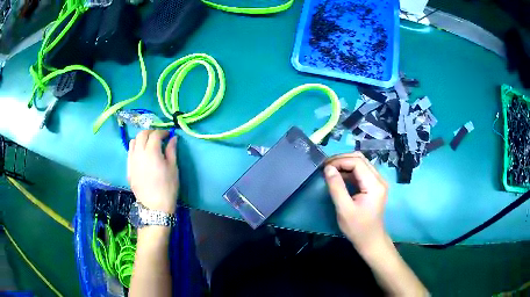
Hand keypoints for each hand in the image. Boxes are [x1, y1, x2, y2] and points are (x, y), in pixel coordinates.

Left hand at [127, 130, 178, 213]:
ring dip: (141, 139)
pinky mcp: (128, 168)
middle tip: (159, 137)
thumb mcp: (173, 168)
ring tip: (148, 144)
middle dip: (151, 132)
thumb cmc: (168, 187)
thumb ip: (172, 150)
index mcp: (152, 152)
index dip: (162, 132)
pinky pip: (129, 152)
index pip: (155, 134)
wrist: (155, 206)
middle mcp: (139, 153)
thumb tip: (173, 138)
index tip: (168, 135)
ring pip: (133, 142)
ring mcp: (131, 161)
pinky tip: (142, 155)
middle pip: (142, 134)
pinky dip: (136, 148)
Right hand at [324, 152, 387, 254]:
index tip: (324, 167)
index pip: (357, 163)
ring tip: (330, 169)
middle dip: (342, 159)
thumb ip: (336, 187)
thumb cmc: (357, 228)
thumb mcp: (344, 209)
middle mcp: (379, 179)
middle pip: (360, 159)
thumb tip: (328, 168)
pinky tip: (339, 176)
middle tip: (325, 166)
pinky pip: (361, 171)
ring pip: (361, 163)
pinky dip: (349, 171)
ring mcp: (378, 182)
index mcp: (374, 185)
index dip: (340, 161)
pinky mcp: (374, 185)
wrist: (370, 240)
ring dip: (345, 163)